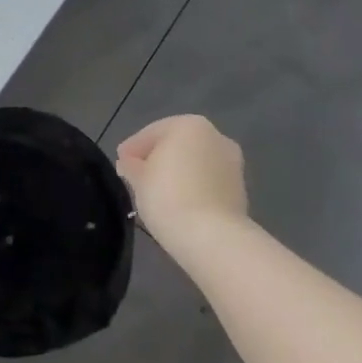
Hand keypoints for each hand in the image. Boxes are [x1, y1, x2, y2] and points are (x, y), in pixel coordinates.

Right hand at [115, 114, 248, 251]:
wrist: (213, 238)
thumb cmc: (168, 195)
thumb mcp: (138, 177)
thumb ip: (132, 165)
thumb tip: (130, 164)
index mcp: (189, 125)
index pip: (152, 133)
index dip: (133, 148)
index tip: (120, 165)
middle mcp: (216, 137)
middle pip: (177, 146)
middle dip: (158, 159)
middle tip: (137, 178)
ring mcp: (232, 165)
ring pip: (195, 165)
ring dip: (177, 174)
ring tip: (157, 194)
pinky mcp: (240, 192)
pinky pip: (208, 184)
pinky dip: (193, 189)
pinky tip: (178, 204)